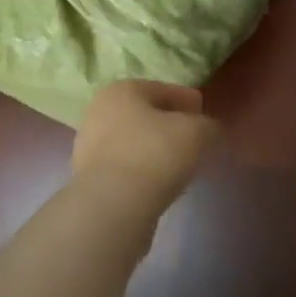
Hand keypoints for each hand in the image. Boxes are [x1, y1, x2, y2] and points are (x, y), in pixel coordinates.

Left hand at [72, 80, 219, 211]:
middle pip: (146, 115)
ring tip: (178, 165)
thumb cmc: (154, 154)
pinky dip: (142, 171)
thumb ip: (207, 125)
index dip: (189, 102)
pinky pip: (125, 167)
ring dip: (154, 149)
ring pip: (133, 141)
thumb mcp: (196, 132)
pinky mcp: (88, 179)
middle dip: (170, 125)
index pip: (164, 90)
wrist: (111, 206)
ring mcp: (89, 146)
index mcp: (122, 90)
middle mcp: (99, 111)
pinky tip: (159, 184)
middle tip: (194, 140)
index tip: (205, 116)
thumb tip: (206, 129)